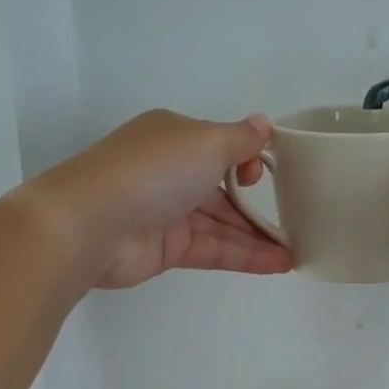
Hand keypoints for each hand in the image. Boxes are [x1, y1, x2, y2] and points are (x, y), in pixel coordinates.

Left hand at [30, 110, 294, 288]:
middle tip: (297, 222)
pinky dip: (244, 256)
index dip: (247, 160)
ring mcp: (167, 213)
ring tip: (295, 252)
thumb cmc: (153, 170)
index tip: (263, 174)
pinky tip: (277, 264)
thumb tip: (263, 124)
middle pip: (223, 190)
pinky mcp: (167, 249)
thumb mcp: (205, 141)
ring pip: (221, 224)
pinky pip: (213, 249)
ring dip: (257, 237)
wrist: (92, 224)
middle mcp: (171, 172)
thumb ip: (239, 139)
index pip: (219, 146)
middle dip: (258, 206)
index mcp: (175, 137)